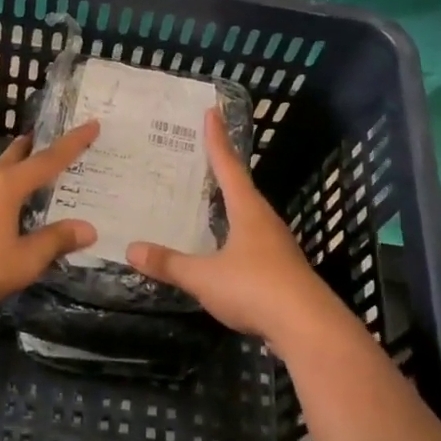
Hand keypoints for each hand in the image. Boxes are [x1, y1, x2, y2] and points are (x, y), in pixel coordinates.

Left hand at [0, 122, 99, 312]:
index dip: (73, 144)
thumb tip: (87, 229)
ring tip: (27, 170)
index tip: (91, 124)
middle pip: (17, 156)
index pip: (49, 160)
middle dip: (36, 147)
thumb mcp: (23, 261)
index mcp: (8, 186)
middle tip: (52, 141)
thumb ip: (54, 241)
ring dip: (14, 165)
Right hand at [128, 107, 346, 346]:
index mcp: (248, 211)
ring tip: (210, 196)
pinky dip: (235, 233)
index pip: (228, 166)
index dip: (217, 140)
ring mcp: (277, 246)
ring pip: (249, 215)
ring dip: (231, 202)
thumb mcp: (204, 277)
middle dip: (223, 168)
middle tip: (202, 153)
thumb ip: (169, 264)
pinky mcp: (282, 270)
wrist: (308, 328)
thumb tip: (131, 249)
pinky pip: (253, 241)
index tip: (211, 112)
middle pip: (242, 187)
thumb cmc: (255, 289)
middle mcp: (265, 221)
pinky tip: (225, 246)